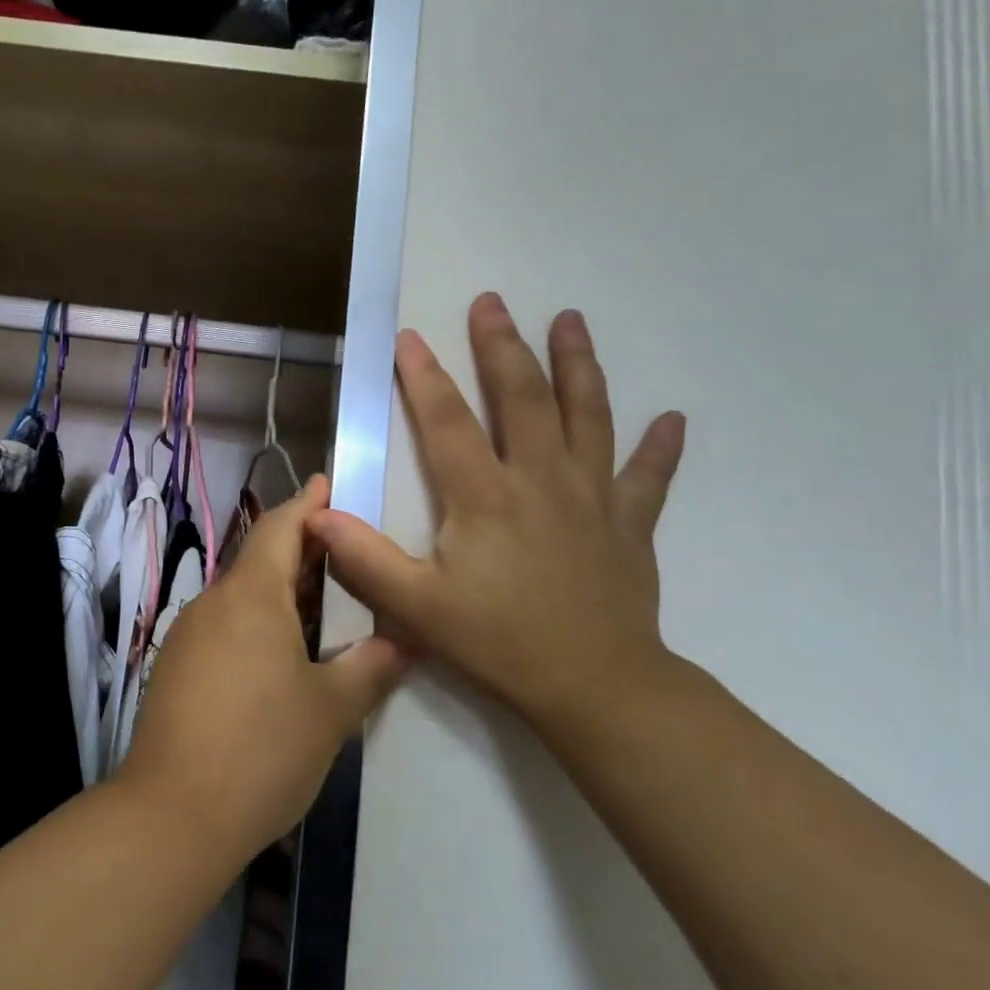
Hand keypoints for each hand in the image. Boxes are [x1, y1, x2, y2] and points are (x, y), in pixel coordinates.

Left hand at [115, 476, 407, 862]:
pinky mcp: (175, 668)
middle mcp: (213, 603)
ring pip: (241, 596)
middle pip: (259, 559)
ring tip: (323, 603)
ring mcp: (188, 635)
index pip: (280, 527)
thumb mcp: (331, 710)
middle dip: (300, 550)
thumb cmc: (262, 749)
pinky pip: (224, 626)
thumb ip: (371, 667)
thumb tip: (404, 640)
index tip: (329, 485)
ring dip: (279, 591)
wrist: (172, 814)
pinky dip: (256, 623)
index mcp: (251, 595)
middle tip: (345, 552)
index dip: (307, 504)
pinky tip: (281, 654)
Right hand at [307, 296, 686, 724]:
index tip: (409, 336)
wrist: (597, 688)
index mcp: (486, 496)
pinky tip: (674, 420)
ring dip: (580, 365)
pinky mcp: (630, 524)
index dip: (424, 377)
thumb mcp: (418, 608)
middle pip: (524, 398)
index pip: (449, 421)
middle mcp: (541, 480)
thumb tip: (316, 516)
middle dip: (503, 346)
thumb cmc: (500, 643)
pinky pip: (648, 476)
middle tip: (492, 301)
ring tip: (572, 320)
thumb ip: (364, 559)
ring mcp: (593, 497)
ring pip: (589, 416)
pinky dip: (660, 447)